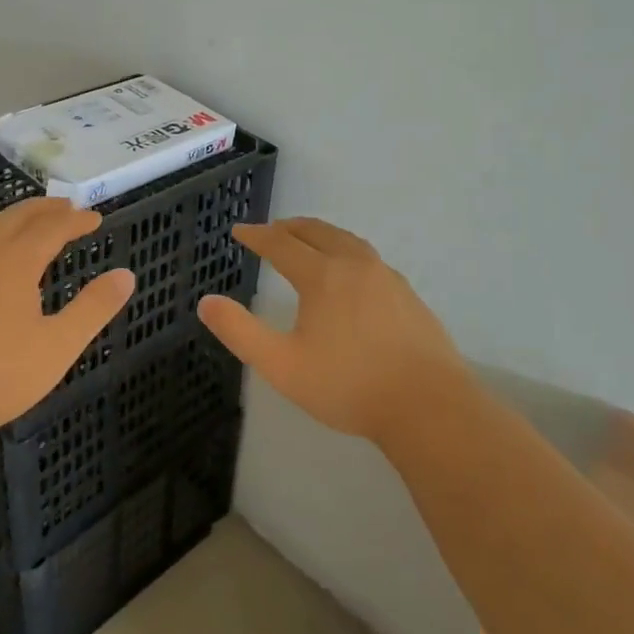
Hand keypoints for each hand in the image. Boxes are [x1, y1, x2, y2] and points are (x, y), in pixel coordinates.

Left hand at [0, 198, 134, 449]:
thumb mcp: (57, 346)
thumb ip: (94, 308)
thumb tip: (126, 275)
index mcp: (16, 261)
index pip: (53, 227)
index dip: (76, 220)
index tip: (95, 218)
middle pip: (17, 217)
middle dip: (45, 209)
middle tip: (66, 207)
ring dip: (13, 218)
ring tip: (28, 222)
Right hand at [197, 217, 470, 449]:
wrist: (427, 405)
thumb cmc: (348, 386)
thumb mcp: (281, 365)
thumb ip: (240, 331)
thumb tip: (206, 302)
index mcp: (322, 276)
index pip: (281, 245)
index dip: (257, 236)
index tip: (239, 231)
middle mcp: (354, 265)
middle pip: (317, 232)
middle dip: (289, 228)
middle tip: (271, 230)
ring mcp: (386, 277)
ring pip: (347, 241)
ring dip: (321, 234)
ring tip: (308, 240)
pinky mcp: (408, 295)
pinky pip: (368, 258)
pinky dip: (346, 251)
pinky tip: (350, 273)